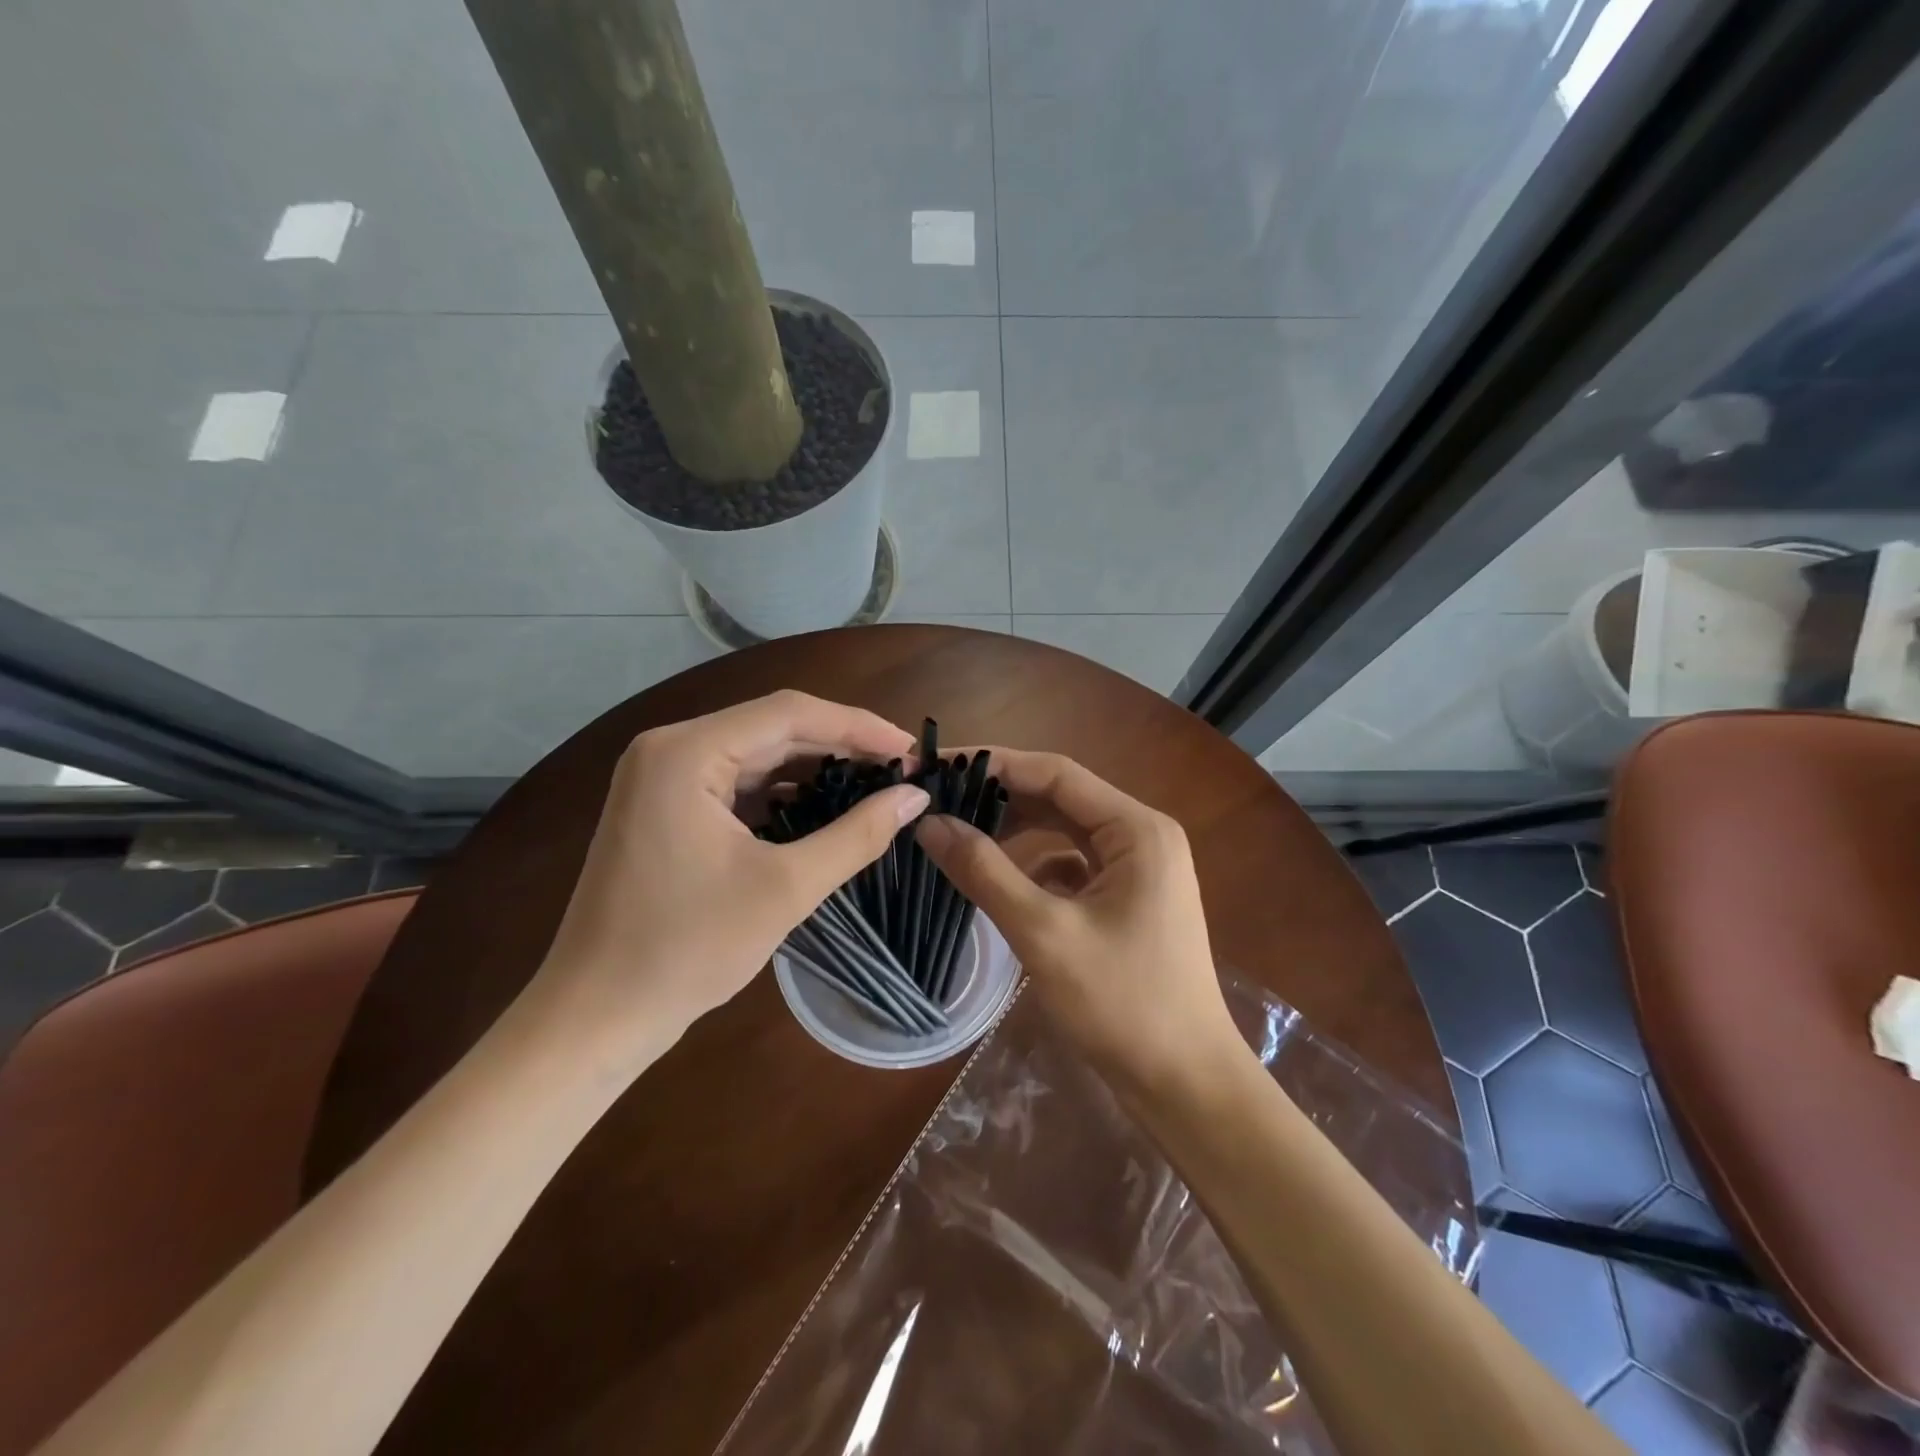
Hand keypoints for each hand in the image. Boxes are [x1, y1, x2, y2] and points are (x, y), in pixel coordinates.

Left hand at [531, 691, 927, 1057]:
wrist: (597, 1016)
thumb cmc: (688, 950)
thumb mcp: (786, 889)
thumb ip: (857, 835)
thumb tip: (915, 797)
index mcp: (686, 752)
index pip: (789, 713)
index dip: (858, 725)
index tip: (911, 748)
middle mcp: (668, 748)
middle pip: (772, 727)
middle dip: (840, 745)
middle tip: (900, 769)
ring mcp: (660, 777)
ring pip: (755, 754)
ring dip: (813, 767)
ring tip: (872, 784)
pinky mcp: (663, 806)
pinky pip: (735, 781)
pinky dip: (781, 791)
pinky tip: (821, 807)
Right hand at [914, 749, 1239, 1099]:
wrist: (1185, 1085)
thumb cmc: (1122, 1004)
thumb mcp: (1044, 933)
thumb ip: (984, 871)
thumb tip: (928, 823)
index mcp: (1137, 829)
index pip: (1056, 773)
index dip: (994, 764)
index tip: (938, 766)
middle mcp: (1142, 836)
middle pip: (1060, 798)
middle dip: (1000, 798)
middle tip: (938, 801)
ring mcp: (1138, 870)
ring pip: (1065, 832)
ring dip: (1015, 833)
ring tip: (958, 835)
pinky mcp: (1128, 901)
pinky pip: (1073, 867)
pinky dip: (1035, 868)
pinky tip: (1003, 886)